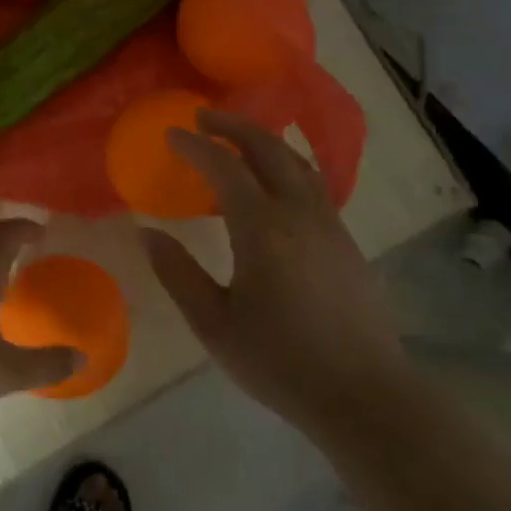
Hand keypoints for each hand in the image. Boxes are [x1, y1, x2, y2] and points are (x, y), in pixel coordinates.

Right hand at [141, 110, 405, 426]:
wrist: (363, 394)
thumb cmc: (279, 361)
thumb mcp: (213, 323)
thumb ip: (178, 273)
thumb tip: (146, 233)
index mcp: (263, 229)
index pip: (225, 168)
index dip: (195, 146)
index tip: (170, 134)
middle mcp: (300, 214)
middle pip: (269, 150)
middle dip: (234, 127)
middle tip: (203, 117)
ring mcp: (330, 226)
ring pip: (299, 164)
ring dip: (266, 142)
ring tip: (238, 140)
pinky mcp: (346, 243)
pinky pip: (314, 185)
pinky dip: (288, 167)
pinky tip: (276, 184)